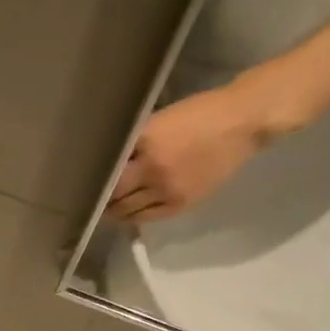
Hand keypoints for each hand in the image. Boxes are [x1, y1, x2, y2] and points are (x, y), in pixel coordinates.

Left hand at [108, 75, 299, 224]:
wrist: (242, 123)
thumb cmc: (200, 113)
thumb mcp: (160, 121)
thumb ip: (135, 143)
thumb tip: (111, 161)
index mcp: (146, 145)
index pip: (110, 171)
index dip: (97, 180)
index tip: (86, 182)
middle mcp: (152, 171)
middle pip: (115, 195)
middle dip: (103, 198)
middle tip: (94, 198)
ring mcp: (167, 191)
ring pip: (128, 211)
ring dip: (115, 211)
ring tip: (108, 208)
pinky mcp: (180, 204)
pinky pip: (148, 217)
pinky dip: (134, 217)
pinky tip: (127, 214)